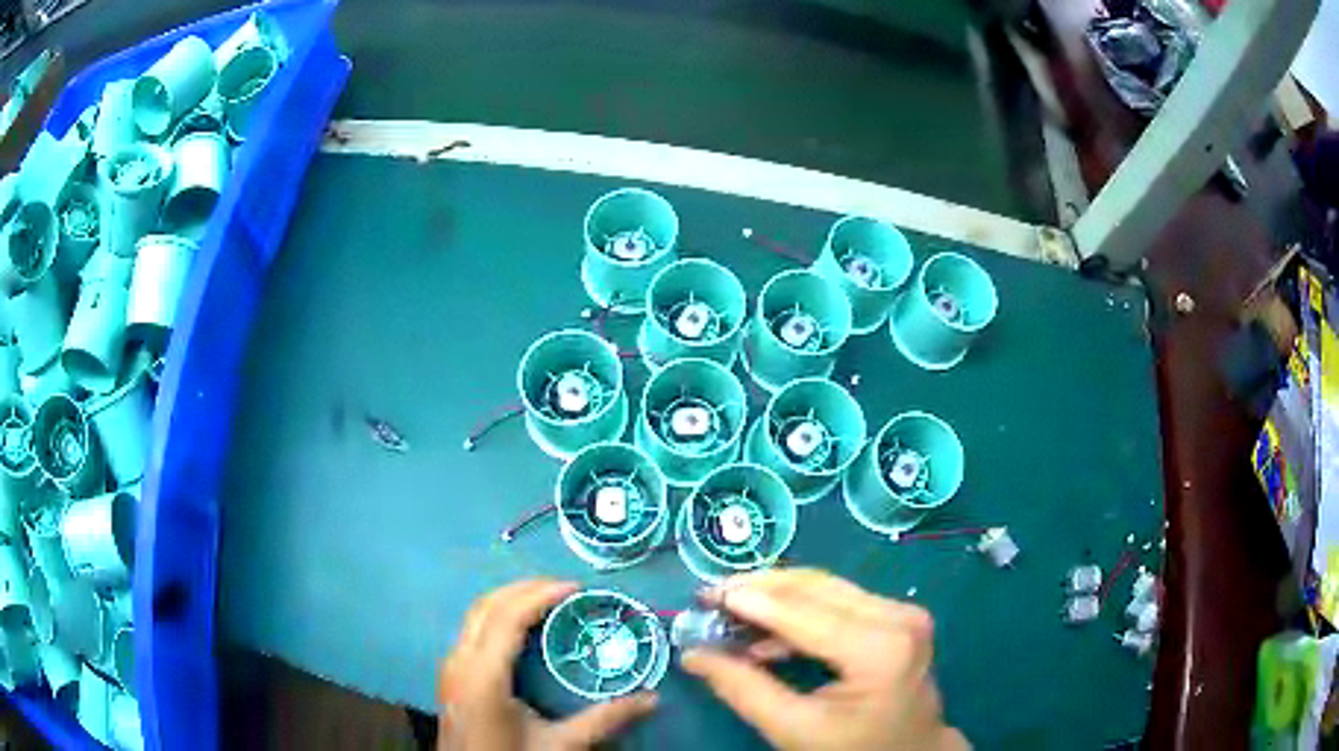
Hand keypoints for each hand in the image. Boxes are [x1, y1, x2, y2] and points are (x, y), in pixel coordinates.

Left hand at [438, 579, 657, 749]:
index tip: (576, 587)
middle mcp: (459, 661)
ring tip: (549, 600)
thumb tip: (652, 699)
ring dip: (510, 599)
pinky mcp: (451, 675)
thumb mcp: (561, 746)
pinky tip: (522, 628)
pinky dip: (498, 615)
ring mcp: (450, 667)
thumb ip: (604, 720)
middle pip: (486, 606)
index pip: (507, 617)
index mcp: (483, 676)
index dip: (540, 594)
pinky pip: (472, 630)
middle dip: (525, 588)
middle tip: (566, 588)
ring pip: (475, 615)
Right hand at [680, 569, 967, 750]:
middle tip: (710, 597)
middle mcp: (898, 617)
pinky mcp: (898, 615)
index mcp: (880, 648)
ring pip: (825, 588)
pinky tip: (764, 632)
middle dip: (758, 589)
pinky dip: (797, 610)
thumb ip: (742, 689)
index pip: (803, 613)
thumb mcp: (794, 729)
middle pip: (815, 587)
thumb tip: (692, 653)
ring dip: (775, 596)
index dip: (749, 601)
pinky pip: (838, 600)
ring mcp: (902, 612)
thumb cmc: (853, 749)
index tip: (703, 596)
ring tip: (729, 613)